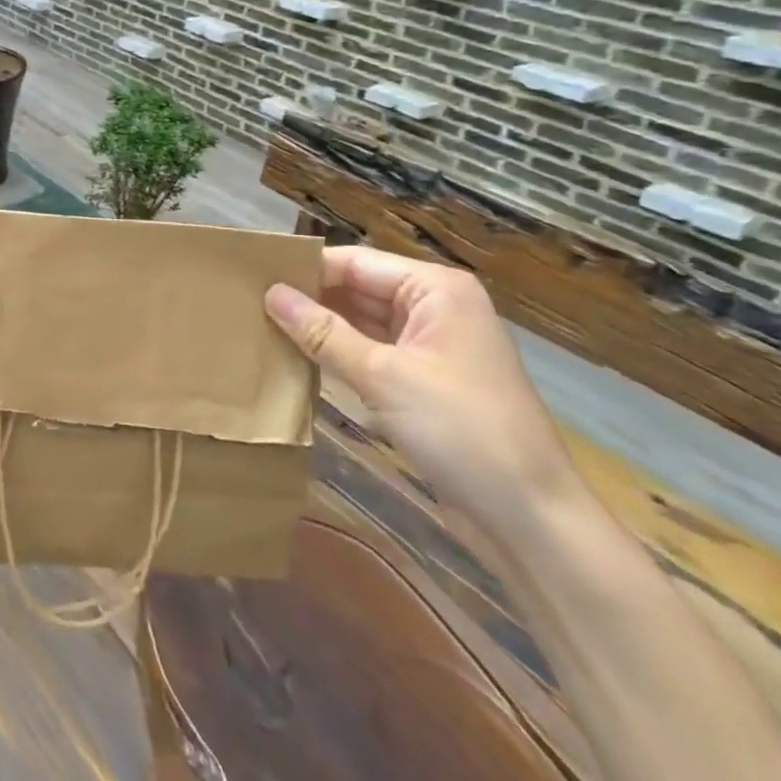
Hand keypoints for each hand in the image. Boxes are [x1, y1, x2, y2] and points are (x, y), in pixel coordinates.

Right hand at [265, 247, 579, 534]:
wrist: (531, 518)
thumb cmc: (462, 430)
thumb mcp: (382, 375)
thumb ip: (322, 332)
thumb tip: (270, 293)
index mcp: (435, 290)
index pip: (355, 262)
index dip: (305, 268)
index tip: (251, 276)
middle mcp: (435, 308)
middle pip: (358, 289)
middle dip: (309, 297)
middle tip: (248, 301)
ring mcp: (431, 346)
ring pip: (362, 322)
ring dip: (320, 327)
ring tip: (260, 324)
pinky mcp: (425, 381)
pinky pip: (371, 353)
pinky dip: (338, 354)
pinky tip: (296, 357)